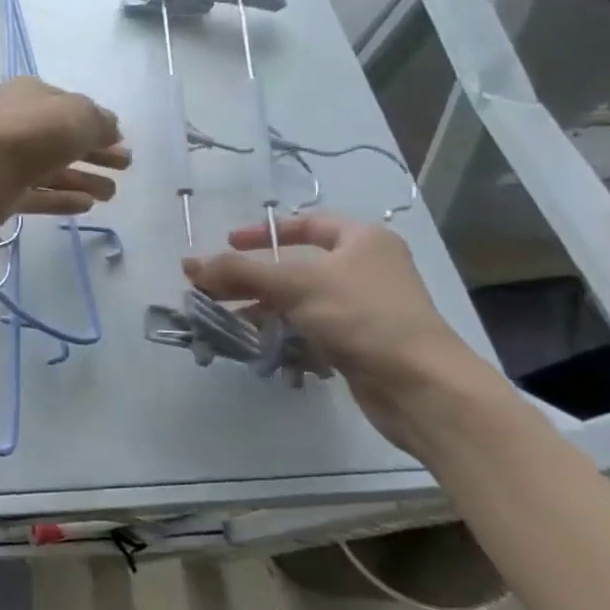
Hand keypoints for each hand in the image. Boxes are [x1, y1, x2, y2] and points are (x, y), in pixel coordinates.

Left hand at [0, 77, 130, 233]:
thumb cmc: (33, 130)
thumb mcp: (80, 115)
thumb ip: (100, 122)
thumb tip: (111, 130)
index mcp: (31, 95)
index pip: (68, 106)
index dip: (95, 121)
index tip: (119, 138)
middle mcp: (18, 125)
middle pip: (64, 140)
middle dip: (96, 153)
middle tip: (125, 165)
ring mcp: (9, 161)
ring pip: (53, 171)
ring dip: (83, 179)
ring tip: (112, 194)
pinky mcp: (5, 194)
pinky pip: (40, 196)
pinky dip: (63, 199)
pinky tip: (88, 205)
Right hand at [184, 212, 488, 452]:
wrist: (421, 386)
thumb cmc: (361, 316)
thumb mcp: (293, 284)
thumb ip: (238, 271)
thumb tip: (188, 264)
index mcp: (362, 240)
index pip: (306, 224)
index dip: (264, 231)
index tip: (228, 243)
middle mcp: (365, 268)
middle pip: (294, 265)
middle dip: (250, 277)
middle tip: (212, 287)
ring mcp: (363, 308)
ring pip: (298, 300)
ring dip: (260, 308)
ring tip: (222, 318)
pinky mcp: (359, 342)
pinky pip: (309, 328)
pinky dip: (281, 332)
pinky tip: (255, 343)